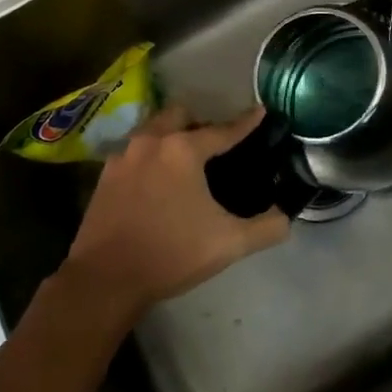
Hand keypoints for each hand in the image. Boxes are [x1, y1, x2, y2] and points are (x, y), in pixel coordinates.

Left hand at [58, 107, 289, 324]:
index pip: (224, 130)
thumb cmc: (171, 254)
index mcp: (184, 150)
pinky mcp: (105, 176)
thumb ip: (266, 227)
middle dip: (200, 122)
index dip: (247, 122)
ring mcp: (124, 157)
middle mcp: (152, 142)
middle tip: (215, 144)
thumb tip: (286, 217)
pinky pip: (135, 151)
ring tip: (186, 159)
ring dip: (171, 135)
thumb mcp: (229, 243)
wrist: (105, 281)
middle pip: (181, 115)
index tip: (261, 111)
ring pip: (153, 129)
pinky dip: (151, 156)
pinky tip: (157, 181)